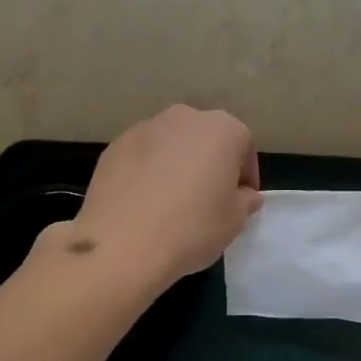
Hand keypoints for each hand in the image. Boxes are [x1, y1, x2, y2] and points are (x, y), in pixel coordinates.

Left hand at [64, 105, 262, 291]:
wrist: (122, 243)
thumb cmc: (192, 227)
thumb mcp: (234, 221)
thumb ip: (245, 201)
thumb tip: (244, 195)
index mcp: (222, 129)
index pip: (243, 146)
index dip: (245, 175)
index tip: (241, 200)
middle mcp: (184, 118)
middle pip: (206, 138)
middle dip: (210, 163)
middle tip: (208, 199)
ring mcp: (145, 128)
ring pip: (171, 145)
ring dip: (177, 165)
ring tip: (172, 202)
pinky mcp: (115, 146)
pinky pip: (142, 157)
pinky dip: (147, 172)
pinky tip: (143, 203)